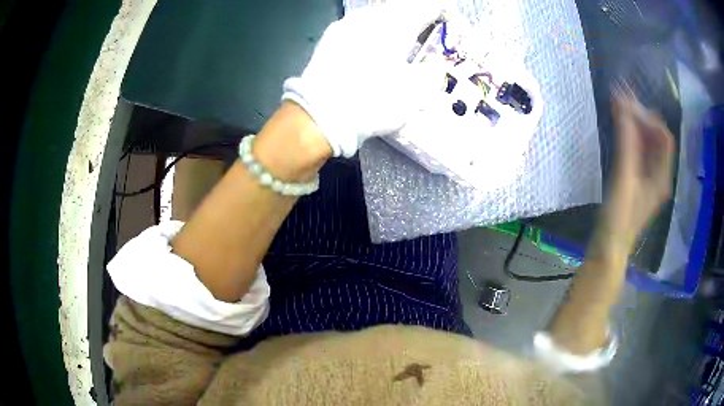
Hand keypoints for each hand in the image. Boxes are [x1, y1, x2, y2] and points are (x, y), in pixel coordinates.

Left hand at [282, 1, 446, 156]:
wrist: (320, 116)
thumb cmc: (373, 102)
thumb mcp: (417, 92)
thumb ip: (433, 69)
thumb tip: (433, 61)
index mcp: (397, 23)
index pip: (429, 5)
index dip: (445, 14)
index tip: (451, 29)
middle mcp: (371, 16)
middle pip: (403, 8)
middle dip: (419, 21)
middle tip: (427, 41)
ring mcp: (346, 24)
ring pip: (380, 17)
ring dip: (396, 27)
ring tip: (401, 49)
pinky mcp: (330, 37)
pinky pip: (361, 27)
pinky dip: (375, 35)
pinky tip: (374, 54)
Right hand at [602, 90, 674, 248]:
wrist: (609, 247)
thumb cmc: (619, 217)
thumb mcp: (624, 178)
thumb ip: (627, 142)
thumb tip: (623, 104)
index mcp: (662, 175)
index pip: (664, 136)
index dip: (649, 117)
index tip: (628, 105)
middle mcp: (660, 173)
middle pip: (656, 137)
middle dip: (641, 115)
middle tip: (621, 99)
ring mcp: (649, 177)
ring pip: (647, 142)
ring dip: (635, 122)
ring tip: (618, 106)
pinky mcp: (638, 179)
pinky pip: (639, 150)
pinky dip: (630, 135)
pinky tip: (620, 126)